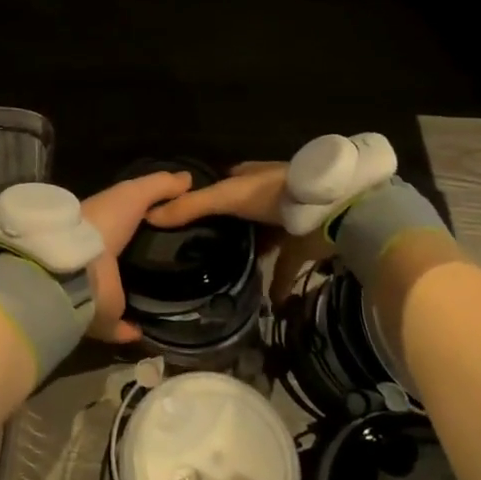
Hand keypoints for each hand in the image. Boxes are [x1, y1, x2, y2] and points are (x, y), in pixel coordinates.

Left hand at [79, 169, 192, 342]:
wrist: (78, 266)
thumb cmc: (104, 223)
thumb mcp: (134, 194)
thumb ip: (159, 185)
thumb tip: (188, 177)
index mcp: (101, 230)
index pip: (123, 227)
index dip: (143, 226)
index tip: (173, 230)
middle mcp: (96, 261)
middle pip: (121, 262)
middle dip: (140, 264)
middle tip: (177, 266)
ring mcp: (97, 292)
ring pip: (118, 295)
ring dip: (135, 297)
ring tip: (170, 298)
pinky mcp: (101, 319)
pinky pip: (117, 327)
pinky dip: (130, 330)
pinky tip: (149, 330)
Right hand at [143, 161, 334, 306]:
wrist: (331, 209)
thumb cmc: (274, 194)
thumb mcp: (227, 196)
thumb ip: (192, 207)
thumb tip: (149, 216)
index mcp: (247, 177)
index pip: (218, 183)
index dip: (200, 197)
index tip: (180, 218)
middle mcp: (265, 196)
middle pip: (238, 212)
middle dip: (222, 228)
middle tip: (196, 250)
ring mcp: (286, 220)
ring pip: (261, 238)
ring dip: (248, 253)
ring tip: (223, 272)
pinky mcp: (303, 244)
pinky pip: (285, 267)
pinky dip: (278, 284)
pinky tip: (267, 302)